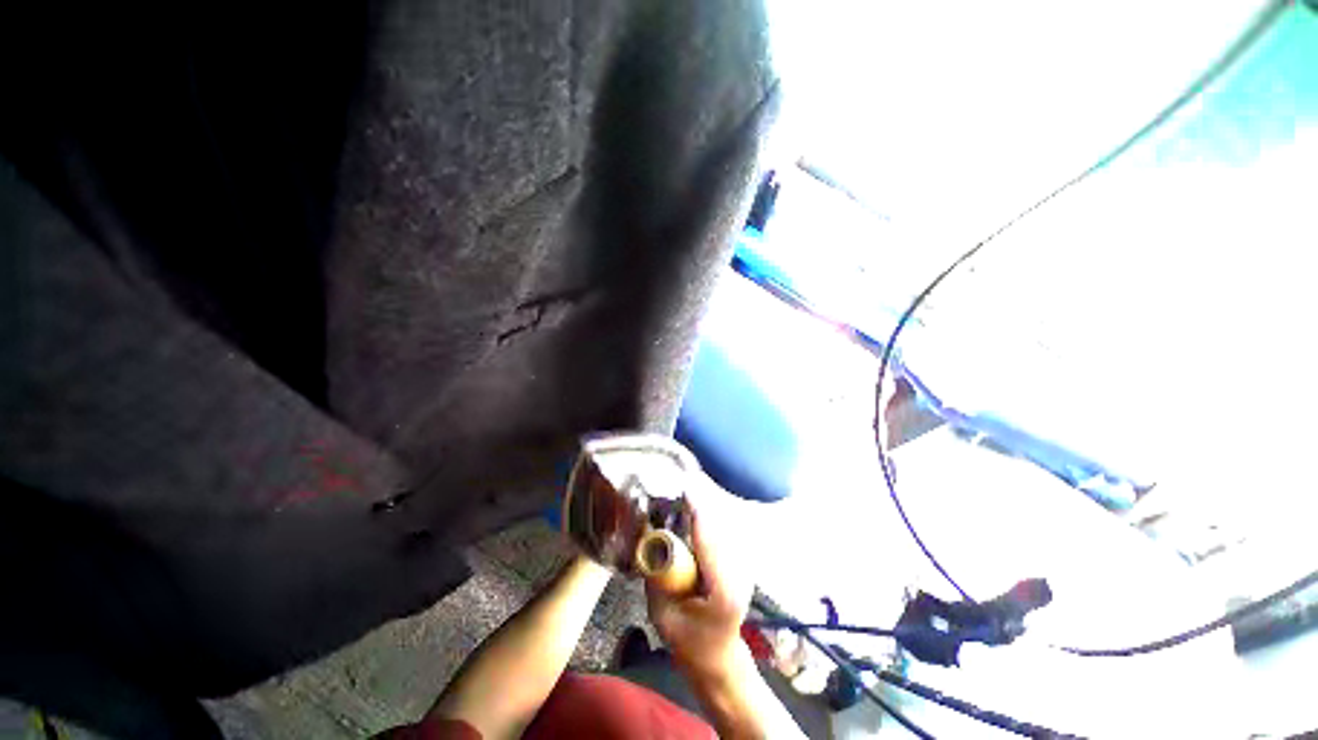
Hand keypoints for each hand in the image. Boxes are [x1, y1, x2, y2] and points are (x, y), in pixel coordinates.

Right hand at [645, 495, 752, 681]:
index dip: (696, 511)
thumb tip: (646, 538)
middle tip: (672, 495)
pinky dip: (705, 523)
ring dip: (700, 513)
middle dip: (695, 508)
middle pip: (716, 527)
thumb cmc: (689, 643)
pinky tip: (692, 520)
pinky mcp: (741, 563)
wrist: (720, 658)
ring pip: (721, 527)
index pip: (708, 540)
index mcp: (722, 589)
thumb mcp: (662, 615)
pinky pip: (721, 534)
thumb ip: (654, 577)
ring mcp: (744, 567)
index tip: (682, 489)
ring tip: (680, 503)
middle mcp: (739, 572)